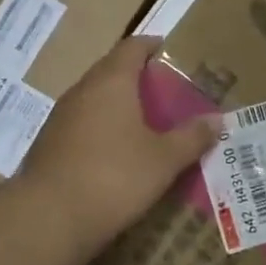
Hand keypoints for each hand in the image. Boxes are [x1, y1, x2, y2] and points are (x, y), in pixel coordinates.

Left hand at [16, 37, 218, 248]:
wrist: (48, 219)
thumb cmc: (114, 177)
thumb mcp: (164, 160)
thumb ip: (191, 137)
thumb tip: (217, 119)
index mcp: (111, 82)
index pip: (132, 47)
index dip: (151, 45)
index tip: (168, 50)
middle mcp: (82, 91)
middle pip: (111, 71)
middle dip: (136, 77)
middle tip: (165, 92)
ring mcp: (60, 118)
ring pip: (94, 100)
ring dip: (117, 105)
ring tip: (144, 122)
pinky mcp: (49, 146)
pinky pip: (82, 125)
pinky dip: (101, 129)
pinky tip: (116, 152)